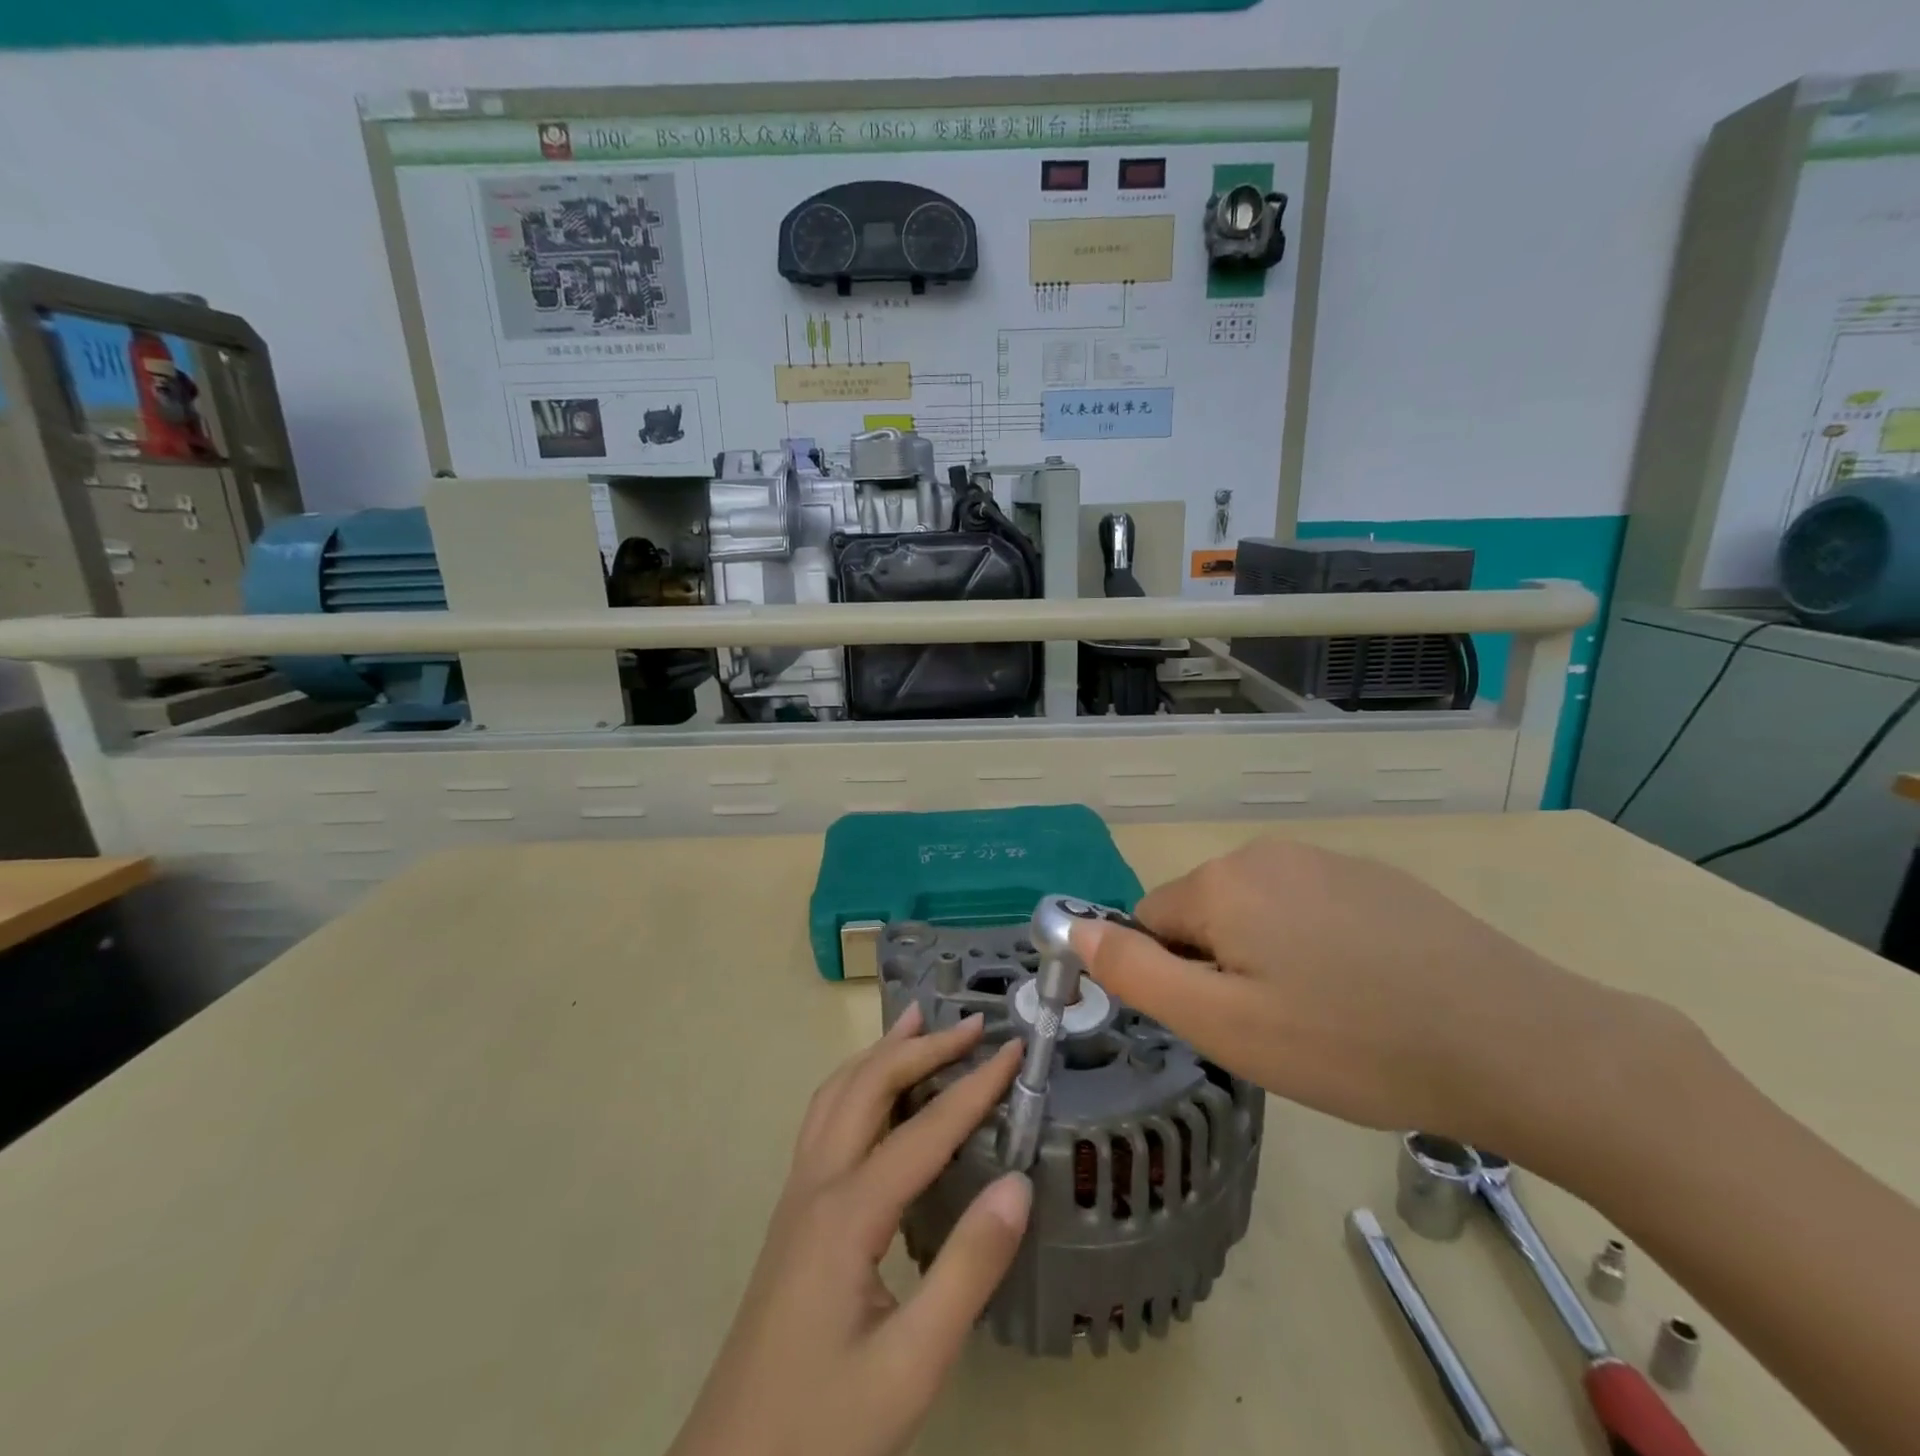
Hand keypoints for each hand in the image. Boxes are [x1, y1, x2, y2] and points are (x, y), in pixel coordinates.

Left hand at [668, 1006, 1028, 1455]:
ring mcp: (797, 1196)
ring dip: (880, 1053)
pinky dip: (857, 1082)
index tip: (1015, 1050)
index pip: (924, 1130)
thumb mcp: (911, 1364)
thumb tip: (1018, 1182)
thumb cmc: (825, 1425)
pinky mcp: (793, 1215)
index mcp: (847, 1213)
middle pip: (868, 1087)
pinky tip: (876, 1094)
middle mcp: (816, 1185)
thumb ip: (967, 1269)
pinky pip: (824, 1120)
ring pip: (836, 1095)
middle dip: (922, 1048)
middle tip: (970, 1025)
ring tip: (916, 1022)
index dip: (974, 1087)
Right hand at [1072, 837, 1698, 1165]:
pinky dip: (1318, 949)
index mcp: (1222, 882)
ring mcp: (1328, 860)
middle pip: (1205, 914)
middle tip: (1276, 1029)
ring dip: (1268, 959)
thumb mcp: (1224, 1025)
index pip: (1151, 922)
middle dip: (1221, 967)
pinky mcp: (1377, 879)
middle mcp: (1267, 854)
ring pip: (1259, 913)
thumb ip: (1136, 973)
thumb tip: (1074, 928)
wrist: (1515, 1042)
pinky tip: (1369, 994)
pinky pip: (1312, 910)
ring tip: (1326, 1018)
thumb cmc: (1349, 1043)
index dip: (1176, 979)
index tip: (1227, 1024)